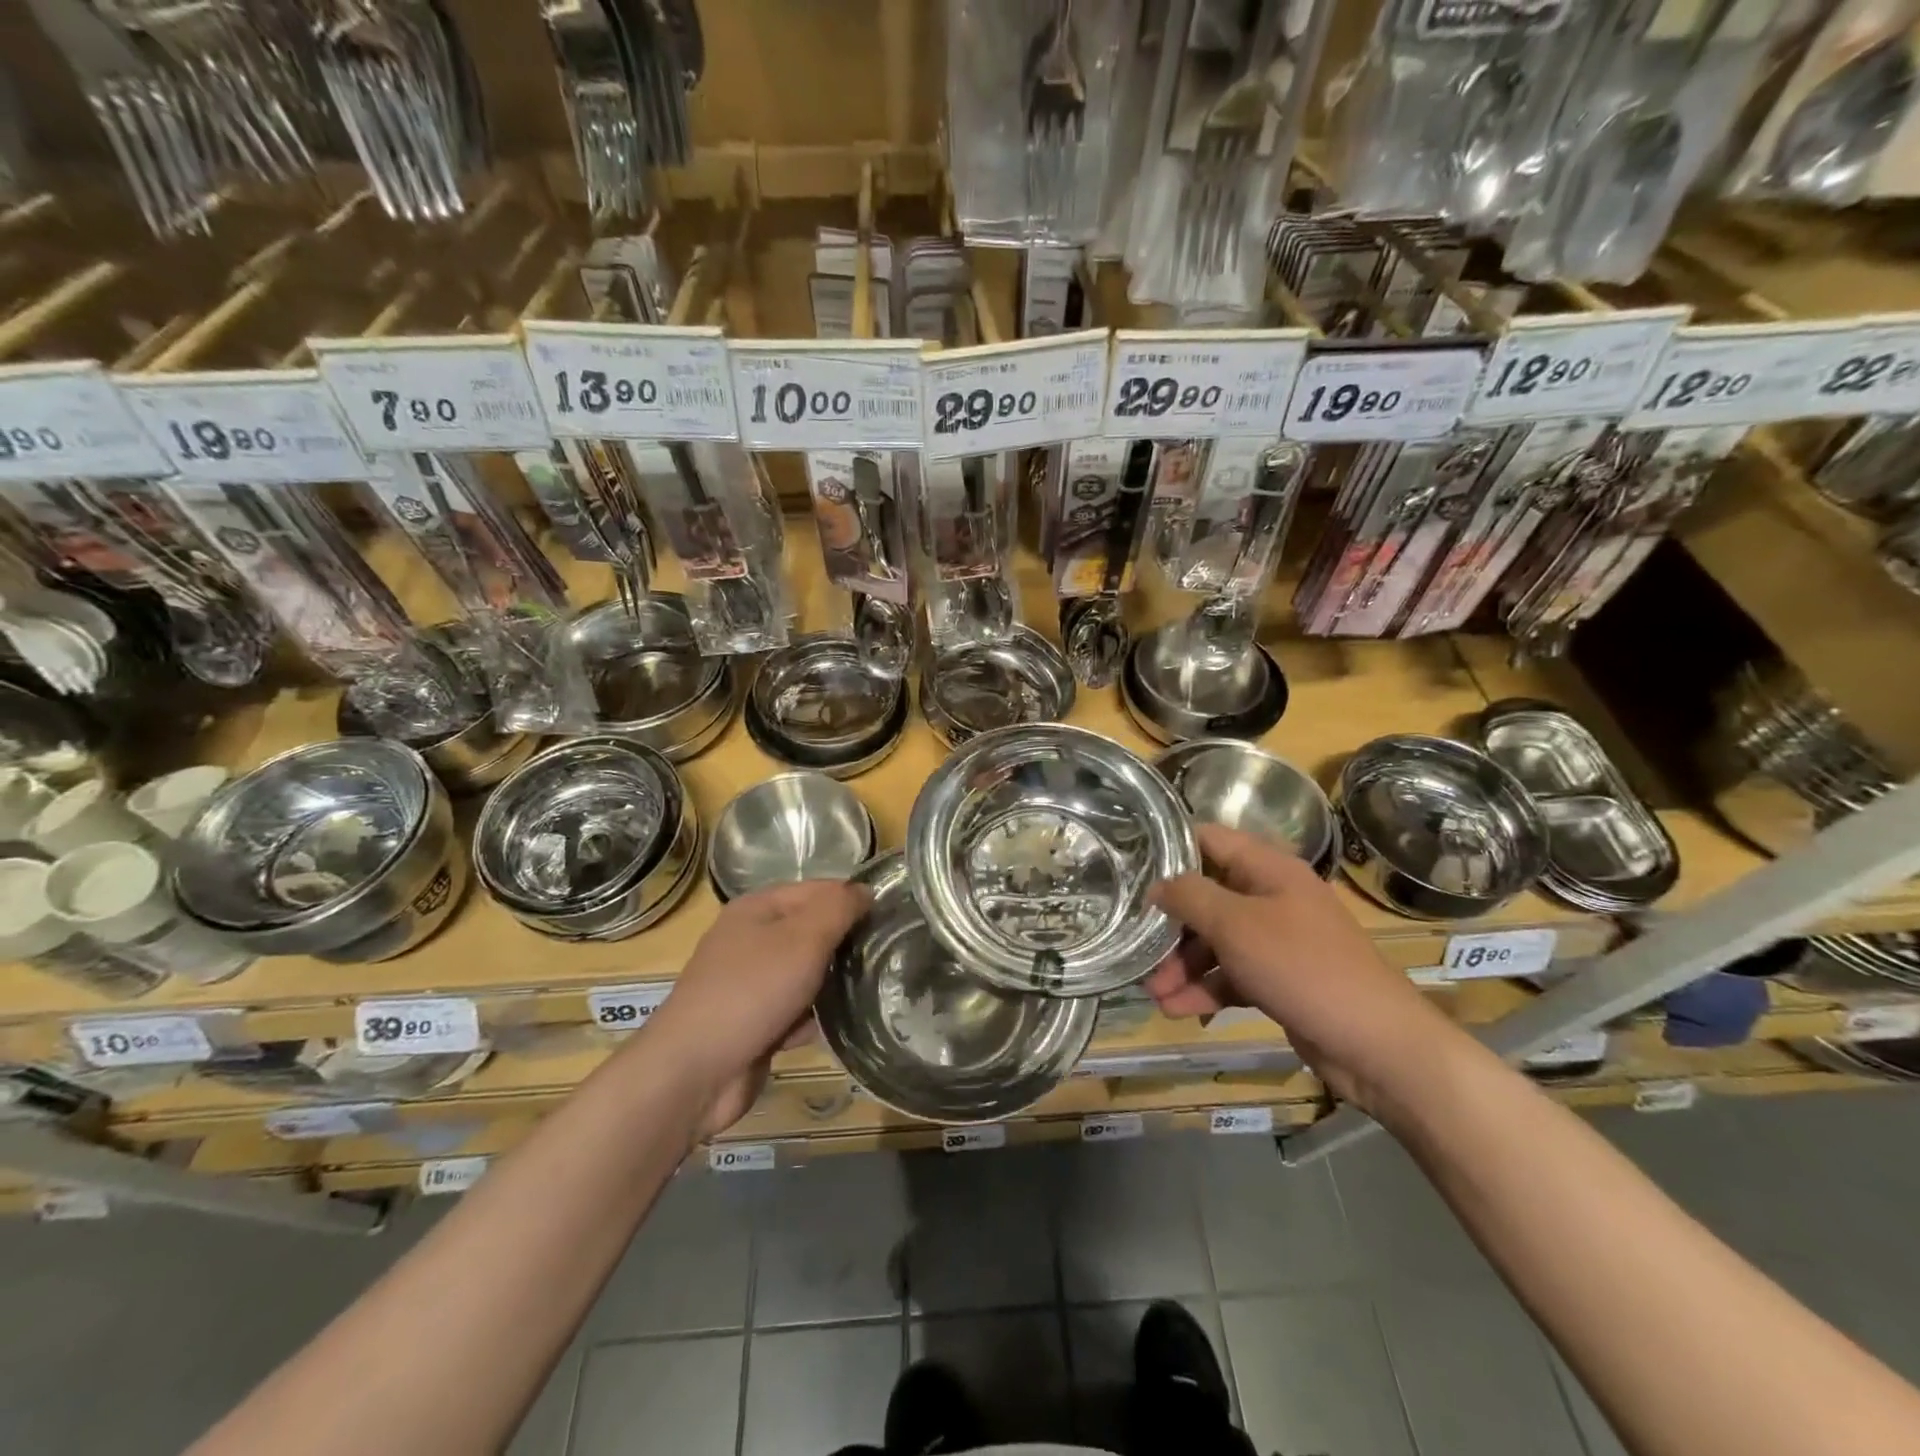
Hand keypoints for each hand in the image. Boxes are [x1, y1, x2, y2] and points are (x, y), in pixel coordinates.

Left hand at [640, 880, 869, 1134]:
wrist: (694, 1072)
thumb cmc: (752, 992)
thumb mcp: (803, 938)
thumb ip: (838, 908)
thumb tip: (865, 890)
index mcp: (757, 908)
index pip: (818, 889)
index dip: (852, 900)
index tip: (890, 919)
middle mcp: (751, 939)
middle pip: (812, 931)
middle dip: (845, 944)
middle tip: (887, 956)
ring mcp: (750, 983)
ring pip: (807, 973)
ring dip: (833, 985)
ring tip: (873, 990)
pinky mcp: (754, 1022)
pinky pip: (796, 1010)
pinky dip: (814, 1018)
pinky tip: (840, 1028)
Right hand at [1147, 824, 1460, 1110]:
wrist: (1376, 1044)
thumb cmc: (1303, 967)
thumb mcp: (1236, 925)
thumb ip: (1190, 897)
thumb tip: (1157, 885)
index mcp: (1269, 869)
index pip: (1209, 840)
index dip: (1170, 850)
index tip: (1131, 868)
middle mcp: (1273, 897)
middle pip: (1207, 896)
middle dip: (1171, 925)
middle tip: (1138, 947)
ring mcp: (1278, 940)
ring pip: (1217, 940)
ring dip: (1183, 964)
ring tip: (1154, 993)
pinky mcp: (1280, 979)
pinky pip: (1233, 974)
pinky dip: (1206, 989)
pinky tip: (1178, 1010)